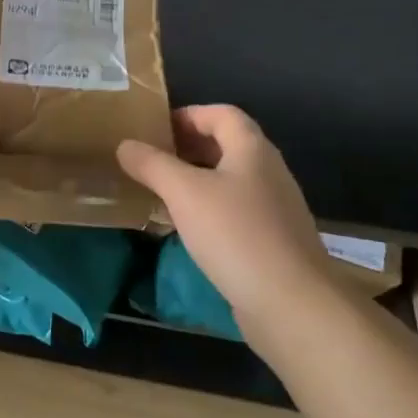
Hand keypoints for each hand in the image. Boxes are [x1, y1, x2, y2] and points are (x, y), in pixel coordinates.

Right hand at [116, 106, 337, 321]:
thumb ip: (152, 165)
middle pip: (227, 145)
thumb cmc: (236, 234)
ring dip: (195, 180)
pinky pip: (234, 211)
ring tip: (160, 192)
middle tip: (150, 159)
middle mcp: (268, 172)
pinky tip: (185, 229)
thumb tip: (125, 145)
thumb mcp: (184, 193)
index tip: (154, 129)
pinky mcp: (272, 241)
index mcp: (252, 150)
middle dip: (187, 147)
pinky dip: (207, 209)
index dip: (188, 115)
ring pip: (229, 180)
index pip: (222, 114)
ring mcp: (274, 208)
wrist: (292, 303)